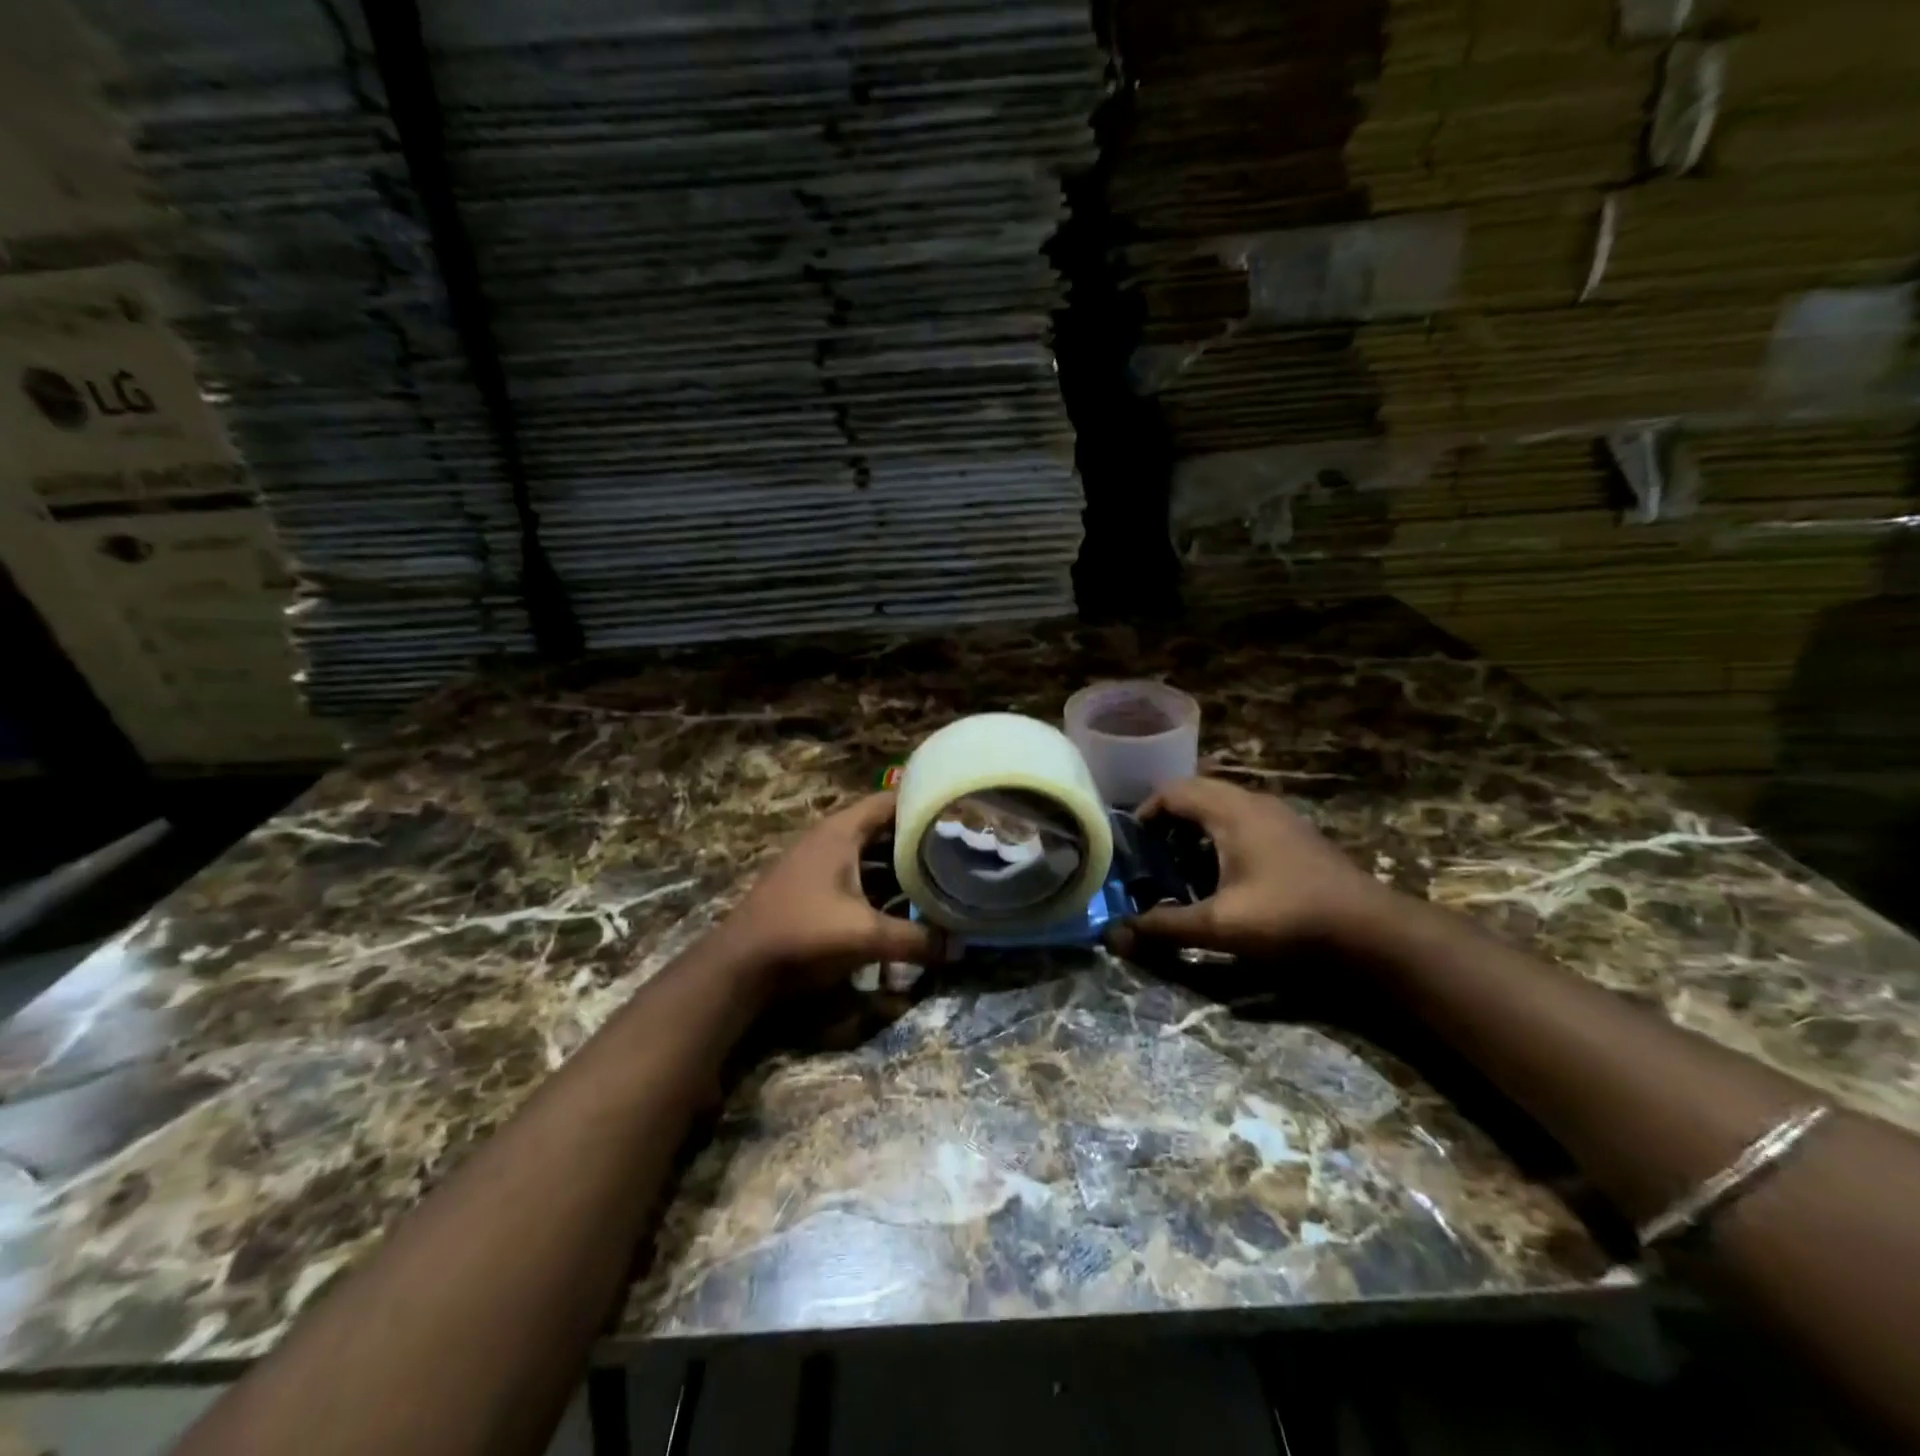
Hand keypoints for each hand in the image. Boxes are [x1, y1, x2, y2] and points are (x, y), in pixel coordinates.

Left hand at [717, 792, 942, 994]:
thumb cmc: (804, 933)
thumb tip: (959, 948)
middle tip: (957, 847)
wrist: (739, 966)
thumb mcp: (865, 936)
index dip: (924, 803)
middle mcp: (830, 838)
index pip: (891, 801)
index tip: (959, 813)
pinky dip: (880, 883)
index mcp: (841, 832)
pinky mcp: (812, 887)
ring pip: (869, 854)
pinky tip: (903, 903)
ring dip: (899, 864)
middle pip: (883, 827)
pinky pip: (856, 874)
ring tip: (939, 874)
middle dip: (917, 838)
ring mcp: (818, 863)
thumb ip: (915, 940)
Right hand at [1108, 776, 1387, 959]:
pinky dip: (1221, 839)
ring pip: (1224, 808)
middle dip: (1168, 821)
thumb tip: (1114, 936)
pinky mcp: (1296, 837)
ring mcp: (1280, 818)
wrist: (1372, 932)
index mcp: (1231, 811)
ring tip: (1179, 867)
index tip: (1131, 844)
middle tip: (1150, 856)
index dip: (1146, 812)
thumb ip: (1164, 927)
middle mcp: (1254, 803)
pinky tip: (1221, 877)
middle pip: (1198, 794)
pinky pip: (1245, 822)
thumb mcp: (1218, 925)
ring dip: (1196, 830)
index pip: (1174, 791)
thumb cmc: (1288, 918)